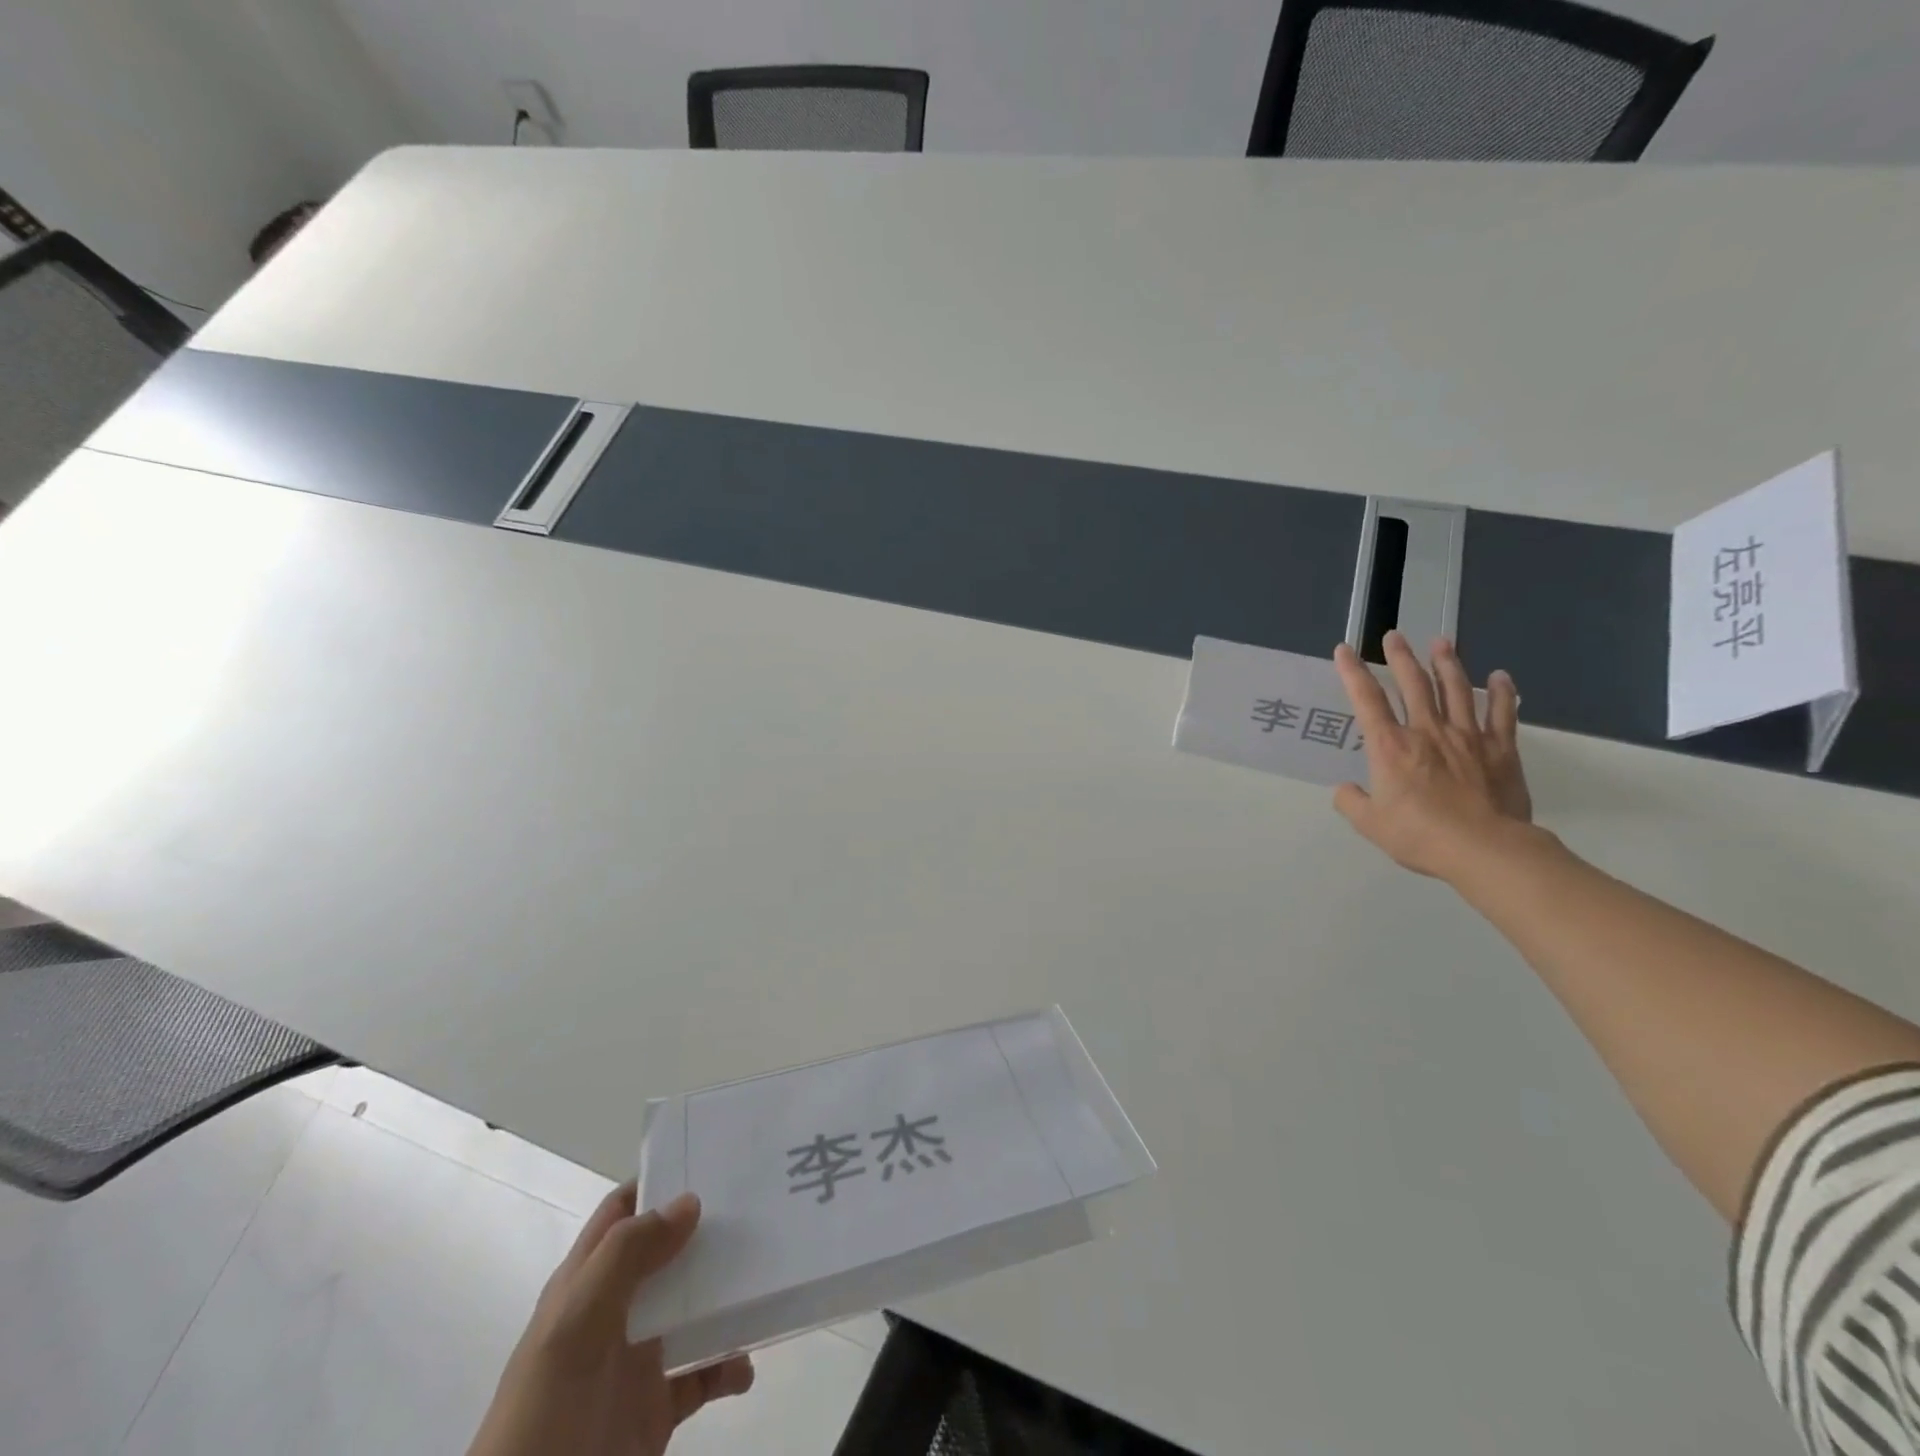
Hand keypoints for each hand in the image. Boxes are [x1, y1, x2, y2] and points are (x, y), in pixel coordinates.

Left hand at [467, 1185, 753, 1455]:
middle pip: (668, 1251)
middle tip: (759, 1205)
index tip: (713, 1157)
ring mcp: (638, 1360)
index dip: (660, 1180)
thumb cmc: (544, 1413)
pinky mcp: (659, 1407)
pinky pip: (705, 1373)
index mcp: (587, 1282)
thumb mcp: (573, 1326)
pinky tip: (746, 1361)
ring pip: (693, 1306)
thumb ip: (625, 1257)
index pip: (623, 1211)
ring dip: (727, 1293)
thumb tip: (690, 1200)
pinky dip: (730, 1363)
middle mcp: (616, 1311)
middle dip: (709, 1229)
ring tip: (767, 1275)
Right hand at [1331, 631, 1531, 880]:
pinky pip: (1502, 714)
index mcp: (1390, 747)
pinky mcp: (1500, 750)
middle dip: (1402, 657)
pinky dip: (1501, 693)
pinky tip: (1500, 677)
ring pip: (1456, 690)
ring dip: (1447, 664)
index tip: (1345, 650)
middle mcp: (1427, 732)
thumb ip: (1352, 803)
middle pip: (1413, 684)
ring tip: (1442, 643)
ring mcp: (1467, 737)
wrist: (1484, 849)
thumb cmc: (1420, 836)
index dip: (1352, 672)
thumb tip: (1345, 790)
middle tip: (1395, 636)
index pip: (1366, 700)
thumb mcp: (1370, 824)